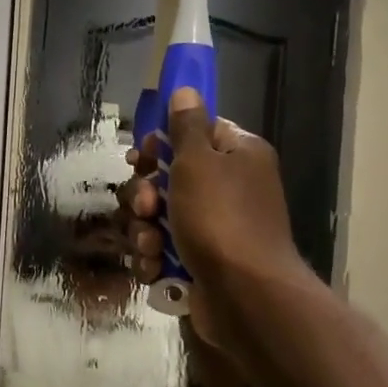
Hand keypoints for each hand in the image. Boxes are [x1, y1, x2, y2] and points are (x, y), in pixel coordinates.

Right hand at [117, 87, 310, 352]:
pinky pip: (164, 249)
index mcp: (237, 155)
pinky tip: (154, 267)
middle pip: (168, 178)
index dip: (162, 143)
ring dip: (145, 230)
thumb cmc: (221, 220)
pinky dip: (154, 258)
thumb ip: (186, 125)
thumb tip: (184, 89)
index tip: (142, 157)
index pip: (194, 133)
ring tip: (152, 246)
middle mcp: (229, 188)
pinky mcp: (201, 262)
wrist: (245, 297)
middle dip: (145, 195)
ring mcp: (215, 228)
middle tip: (146, 208)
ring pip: (159, 217)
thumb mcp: (199, 162)